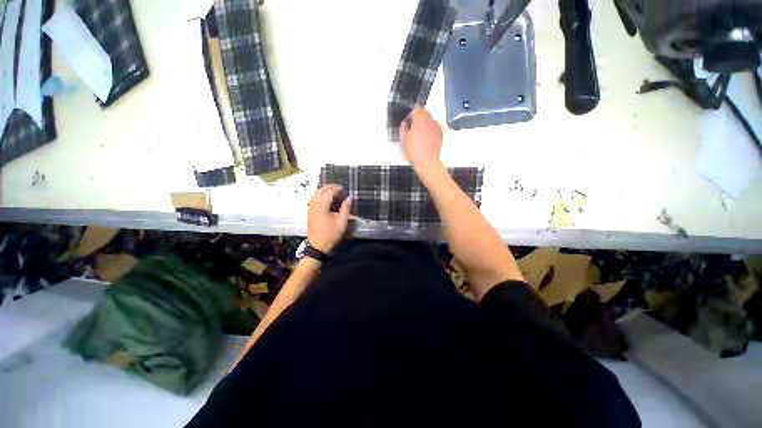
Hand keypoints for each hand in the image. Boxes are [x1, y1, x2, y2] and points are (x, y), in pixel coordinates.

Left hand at [308, 185, 351, 252]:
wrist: (318, 246)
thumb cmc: (331, 235)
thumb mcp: (342, 222)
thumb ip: (346, 209)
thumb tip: (349, 197)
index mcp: (322, 207)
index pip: (328, 193)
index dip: (336, 189)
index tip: (343, 188)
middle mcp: (314, 206)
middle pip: (320, 191)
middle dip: (329, 187)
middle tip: (338, 187)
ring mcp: (310, 209)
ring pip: (315, 194)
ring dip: (323, 190)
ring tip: (331, 189)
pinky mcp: (309, 213)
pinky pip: (312, 199)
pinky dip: (318, 194)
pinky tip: (324, 197)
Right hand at [399, 107, 443, 172]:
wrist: (426, 162)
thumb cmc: (414, 153)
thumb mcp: (403, 141)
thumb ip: (403, 129)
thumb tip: (405, 123)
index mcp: (419, 122)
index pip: (417, 109)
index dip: (412, 113)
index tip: (409, 118)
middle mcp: (429, 122)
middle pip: (425, 112)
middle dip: (420, 116)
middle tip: (414, 124)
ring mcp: (436, 128)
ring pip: (431, 119)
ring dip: (426, 121)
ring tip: (420, 131)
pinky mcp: (440, 134)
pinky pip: (436, 126)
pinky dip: (431, 128)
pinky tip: (427, 136)